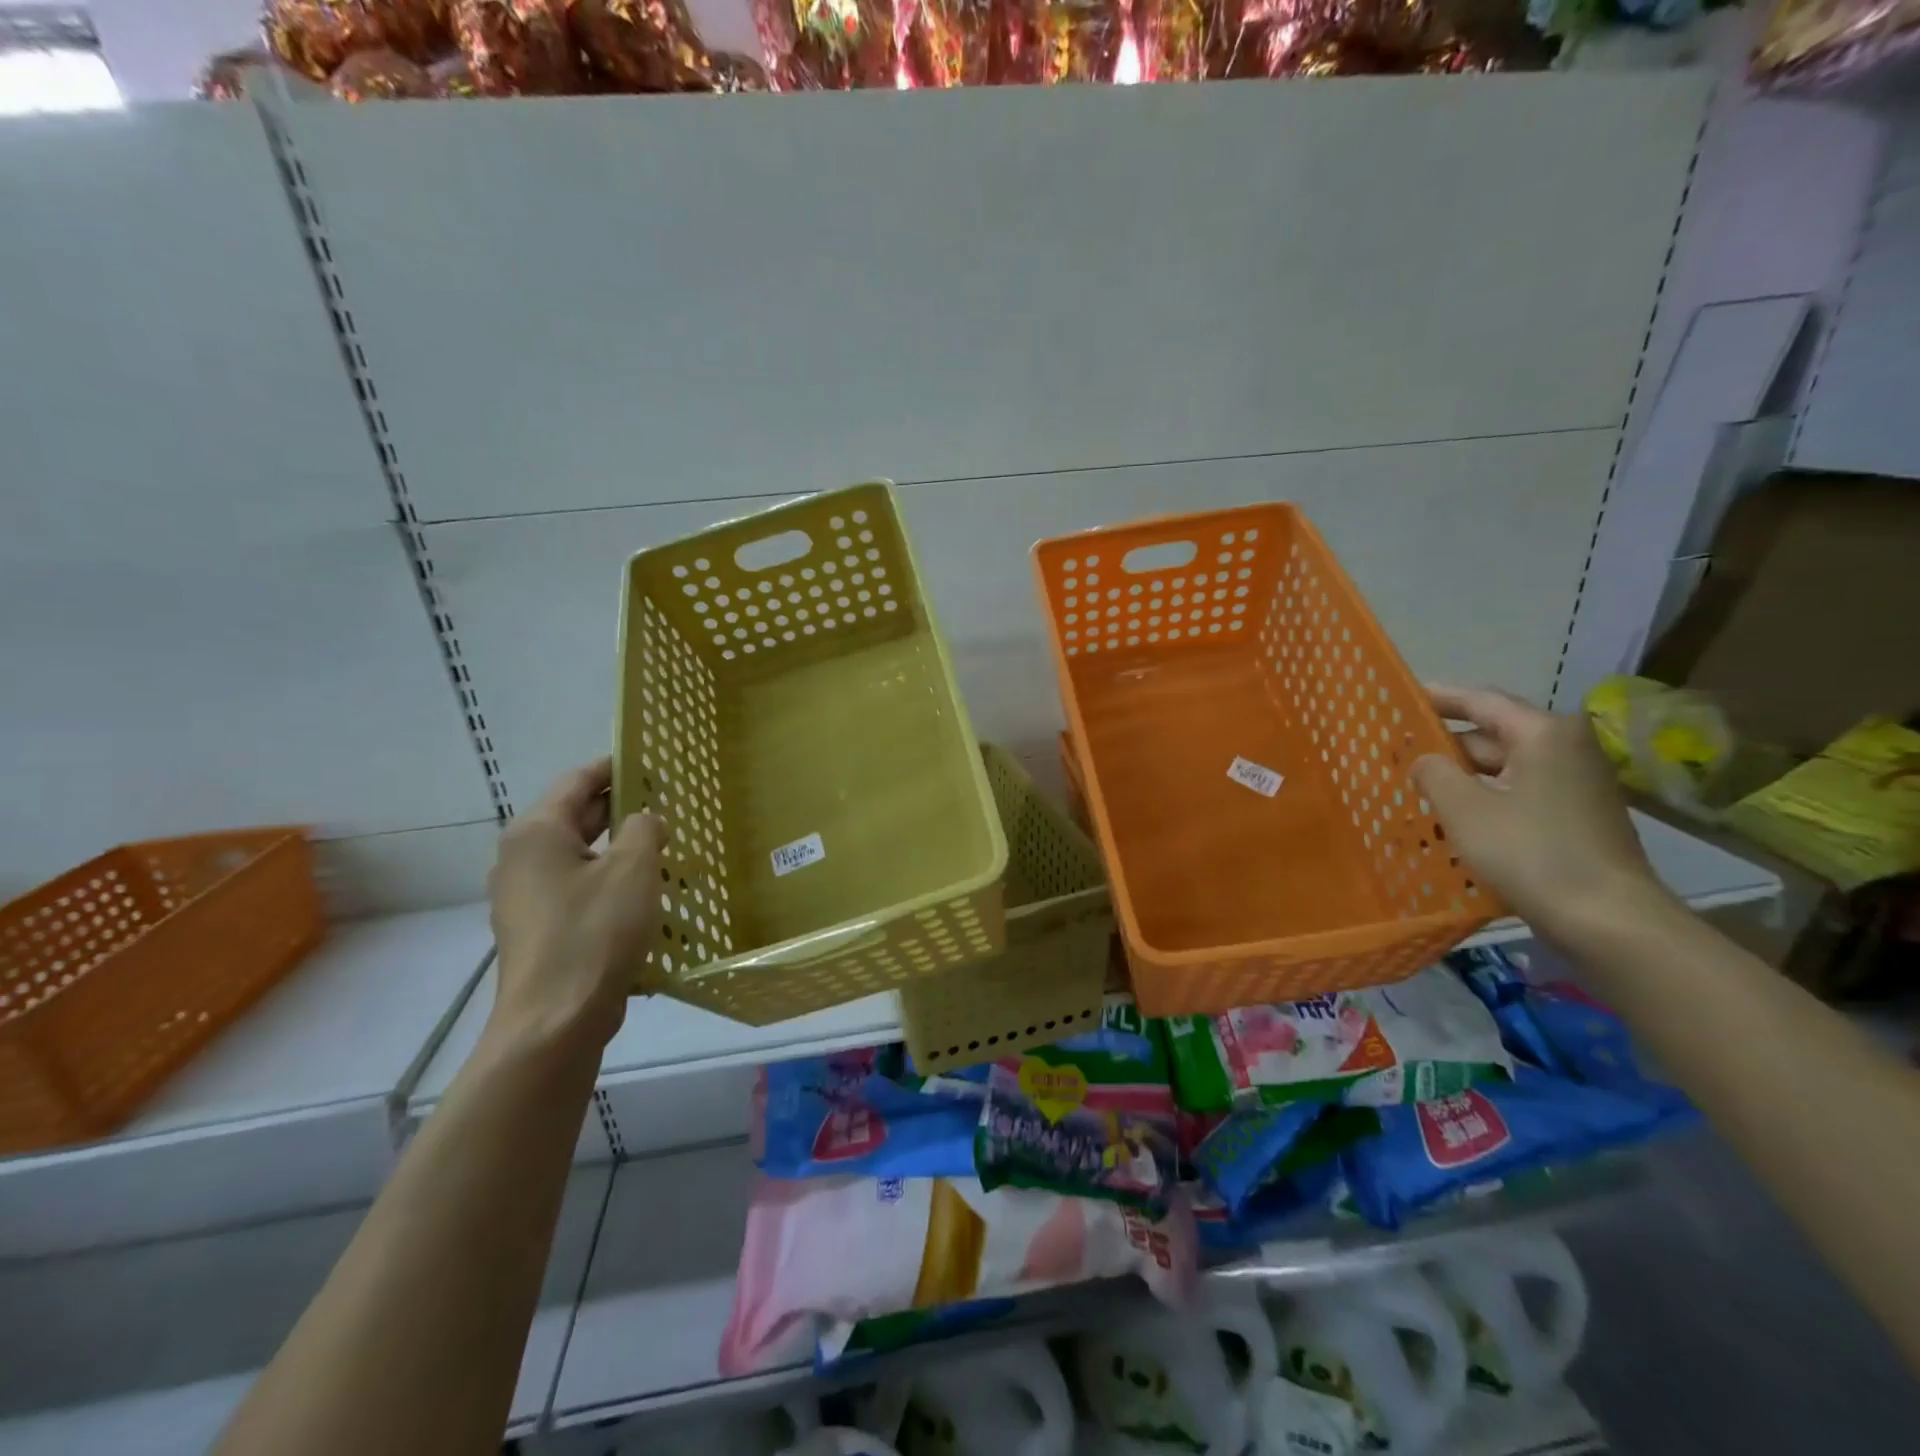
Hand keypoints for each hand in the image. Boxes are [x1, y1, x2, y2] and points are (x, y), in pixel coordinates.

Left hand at [486, 758, 664, 1056]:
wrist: (556, 1020)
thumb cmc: (594, 931)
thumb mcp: (633, 869)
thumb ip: (644, 829)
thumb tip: (644, 821)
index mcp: (536, 833)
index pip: (577, 781)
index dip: (614, 767)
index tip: (651, 762)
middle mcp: (521, 858)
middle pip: (575, 817)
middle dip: (620, 808)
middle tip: (667, 802)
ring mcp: (525, 897)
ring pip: (579, 855)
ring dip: (618, 847)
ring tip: (663, 846)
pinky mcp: (539, 928)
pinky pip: (577, 888)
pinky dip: (608, 879)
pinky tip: (644, 892)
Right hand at [1412, 685, 1665, 943]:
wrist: (1608, 921)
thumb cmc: (1531, 852)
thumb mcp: (1464, 809)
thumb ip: (1433, 773)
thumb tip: (1425, 761)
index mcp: (1544, 733)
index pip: (1480, 701)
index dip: (1436, 698)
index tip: (1399, 698)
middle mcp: (1566, 748)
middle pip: (1492, 736)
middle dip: (1444, 748)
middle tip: (1396, 756)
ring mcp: (1576, 784)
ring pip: (1503, 770)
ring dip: (1462, 779)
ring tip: (1415, 791)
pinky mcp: (1576, 816)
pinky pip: (1518, 794)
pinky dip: (1485, 800)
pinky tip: (1452, 821)